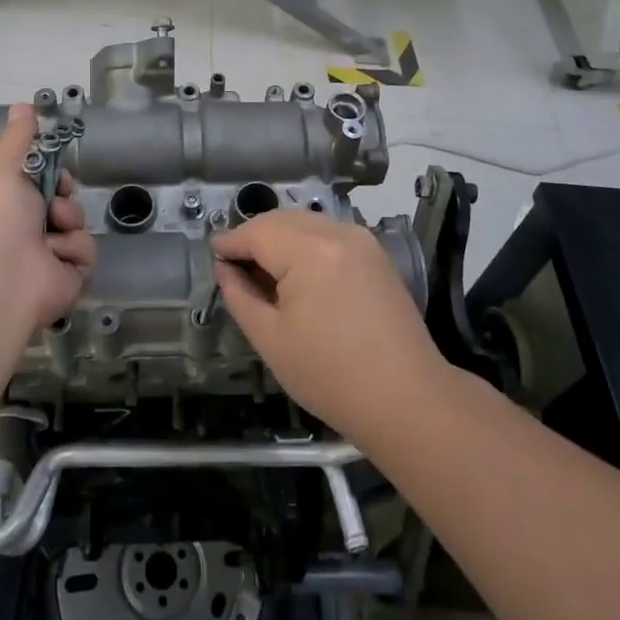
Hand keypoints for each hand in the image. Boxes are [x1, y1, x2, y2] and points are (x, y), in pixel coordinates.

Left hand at [0, 103, 97, 333]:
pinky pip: (84, 250)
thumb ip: (19, 138)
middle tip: (54, 196)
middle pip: (59, 196)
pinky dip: (72, 251)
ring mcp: (43, 254)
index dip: (45, 167)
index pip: (32, 176)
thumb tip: (24, 105)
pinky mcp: (65, 276)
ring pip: (75, 221)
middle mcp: (18, 227)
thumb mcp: (3, 167)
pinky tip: (53, 257)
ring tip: (51, 230)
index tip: (49, 163)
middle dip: (61, 192)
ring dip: (67, 220)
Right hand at [214, 209, 444, 442]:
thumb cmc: (331, 376)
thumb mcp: (270, 339)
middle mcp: (336, 232)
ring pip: (306, 223)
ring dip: (280, 238)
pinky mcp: (375, 253)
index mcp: (309, 250)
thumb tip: (226, 268)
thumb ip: (240, 295)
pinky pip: (329, 234)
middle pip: (281, 220)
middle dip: (254, 238)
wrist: (407, 399)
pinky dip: (306, 244)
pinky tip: (298, 274)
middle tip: (235, 267)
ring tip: (265, 272)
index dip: (230, 243)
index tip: (212, 256)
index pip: (256, 232)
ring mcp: (361, 239)